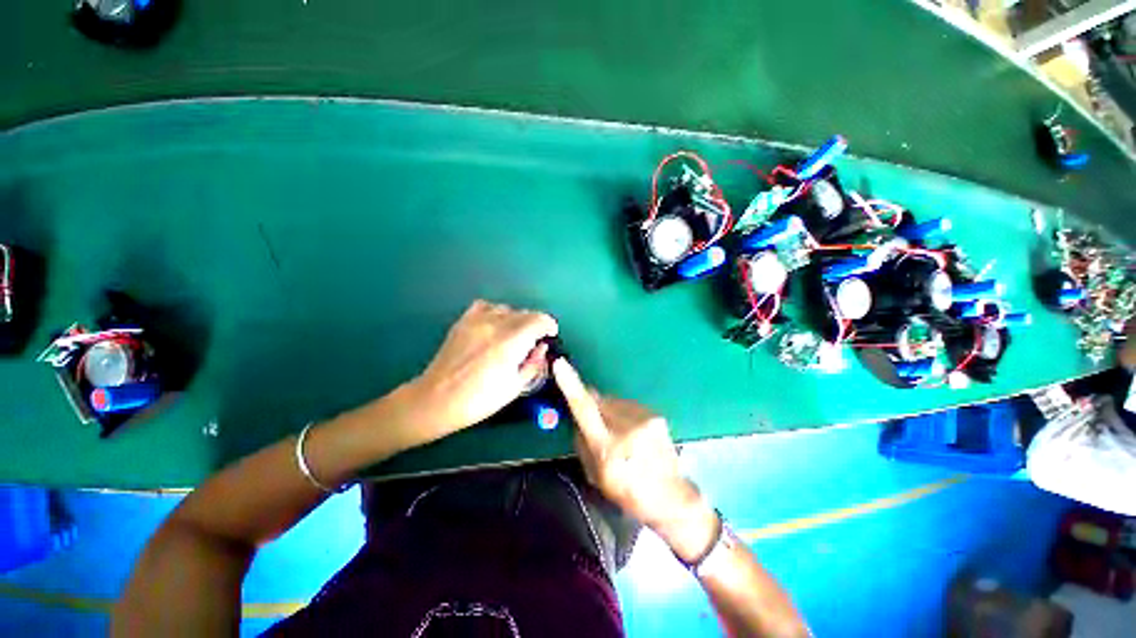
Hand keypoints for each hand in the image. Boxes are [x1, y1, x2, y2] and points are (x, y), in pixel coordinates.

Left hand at [409, 300, 557, 437]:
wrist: (437, 399)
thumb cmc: (480, 400)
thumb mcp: (515, 387)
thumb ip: (534, 363)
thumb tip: (542, 347)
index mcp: (511, 342)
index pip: (540, 319)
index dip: (549, 326)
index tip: (550, 336)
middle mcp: (496, 324)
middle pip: (526, 313)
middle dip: (535, 325)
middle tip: (533, 343)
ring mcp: (477, 320)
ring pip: (508, 309)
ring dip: (517, 320)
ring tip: (513, 336)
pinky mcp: (464, 321)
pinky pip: (487, 306)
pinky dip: (496, 313)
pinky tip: (494, 326)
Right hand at [552, 360, 717, 560]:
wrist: (671, 496)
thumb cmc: (628, 492)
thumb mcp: (596, 476)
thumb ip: (582, 443)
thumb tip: (577, 420)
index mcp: (608, 447)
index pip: (584, 409)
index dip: (570, 385)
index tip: (560, 364)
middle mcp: (627, 427)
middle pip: (599, 400)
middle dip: (593, 405)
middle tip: (595, 423)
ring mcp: (644, 419)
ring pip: (614, 402)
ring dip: (610, 411)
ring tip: (619, 434)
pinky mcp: (656, 415)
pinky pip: (629, 406)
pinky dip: (624, 414)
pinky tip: (633, 433)